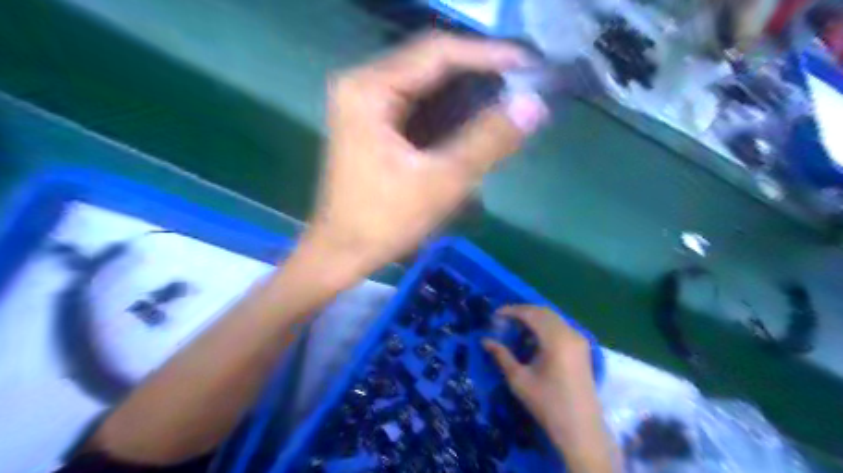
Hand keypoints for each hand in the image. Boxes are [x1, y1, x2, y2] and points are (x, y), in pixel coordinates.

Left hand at [307, 33, 550, 278]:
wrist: (342, 253)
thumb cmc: (384, 222)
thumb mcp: (441, 182)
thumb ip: (488, 141)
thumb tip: (534, 106)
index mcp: (369, 90)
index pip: (437, 53)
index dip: (488, 55)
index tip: (530, 64)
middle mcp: (362, 86)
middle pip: (431, 65)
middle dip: (479, 74)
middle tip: (524, 84)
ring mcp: (364, 105)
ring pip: (426, 85)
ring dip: (466, 92)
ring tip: (508, 100)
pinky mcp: (372, 124)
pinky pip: (417, 105)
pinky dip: (448, 111)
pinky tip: (475, 120)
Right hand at [480, 308, 590, 427]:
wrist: (581, 429)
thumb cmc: (547, 404)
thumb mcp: (519, 379)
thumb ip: (501, 355)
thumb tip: (485, 340)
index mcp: (555, 339)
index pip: (530, 314)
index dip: (511, 311)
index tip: (495, 315)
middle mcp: (570, 333)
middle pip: (543, 312)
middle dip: (522, 312)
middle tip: (503, 320)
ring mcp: (579, 340)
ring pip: (553, 318)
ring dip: (534, 318)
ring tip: (516, 327)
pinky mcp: (583, 348)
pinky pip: (561, 327)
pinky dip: (545, 326)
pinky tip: (534, 338)